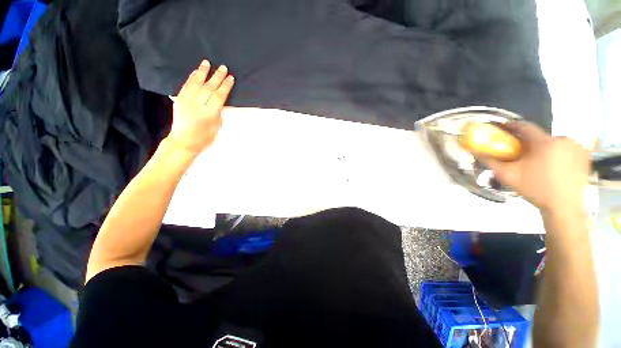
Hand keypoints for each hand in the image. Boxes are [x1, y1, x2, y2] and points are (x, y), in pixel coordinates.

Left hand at [167, 60, 234, 153]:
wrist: (184, 141)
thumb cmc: (204, 137)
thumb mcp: (216, 126)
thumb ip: (218, 111)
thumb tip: (219, 100)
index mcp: (209, 113)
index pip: (219, 95)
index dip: (226, 86)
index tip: (231, 78)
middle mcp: (197, 104)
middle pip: (209, 87)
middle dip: (217, 77)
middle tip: (223, 68)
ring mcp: (186, 100)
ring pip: (196, 83)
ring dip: (203, 72)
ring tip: (207, 63)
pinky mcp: (179, 99)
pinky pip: (186, 85)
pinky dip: (191, 78)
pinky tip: (196, 72)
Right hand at [475, 121, 590, 211]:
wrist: (563, 207)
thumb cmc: (535, 189)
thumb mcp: (508, 176)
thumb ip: (490, 162)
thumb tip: (475, 151)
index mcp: (544, 143)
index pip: (524, 126)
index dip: (511, 126)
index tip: (503, 128)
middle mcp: (562, 139)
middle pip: (539, 136)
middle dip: (528, 143)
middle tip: (520, 154)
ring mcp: (576, 146)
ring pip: (553, 142)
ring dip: (543, 149)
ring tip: (537, 162)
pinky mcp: (584, 154)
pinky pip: (565, 148)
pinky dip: (557, 153)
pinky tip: (553, 166)